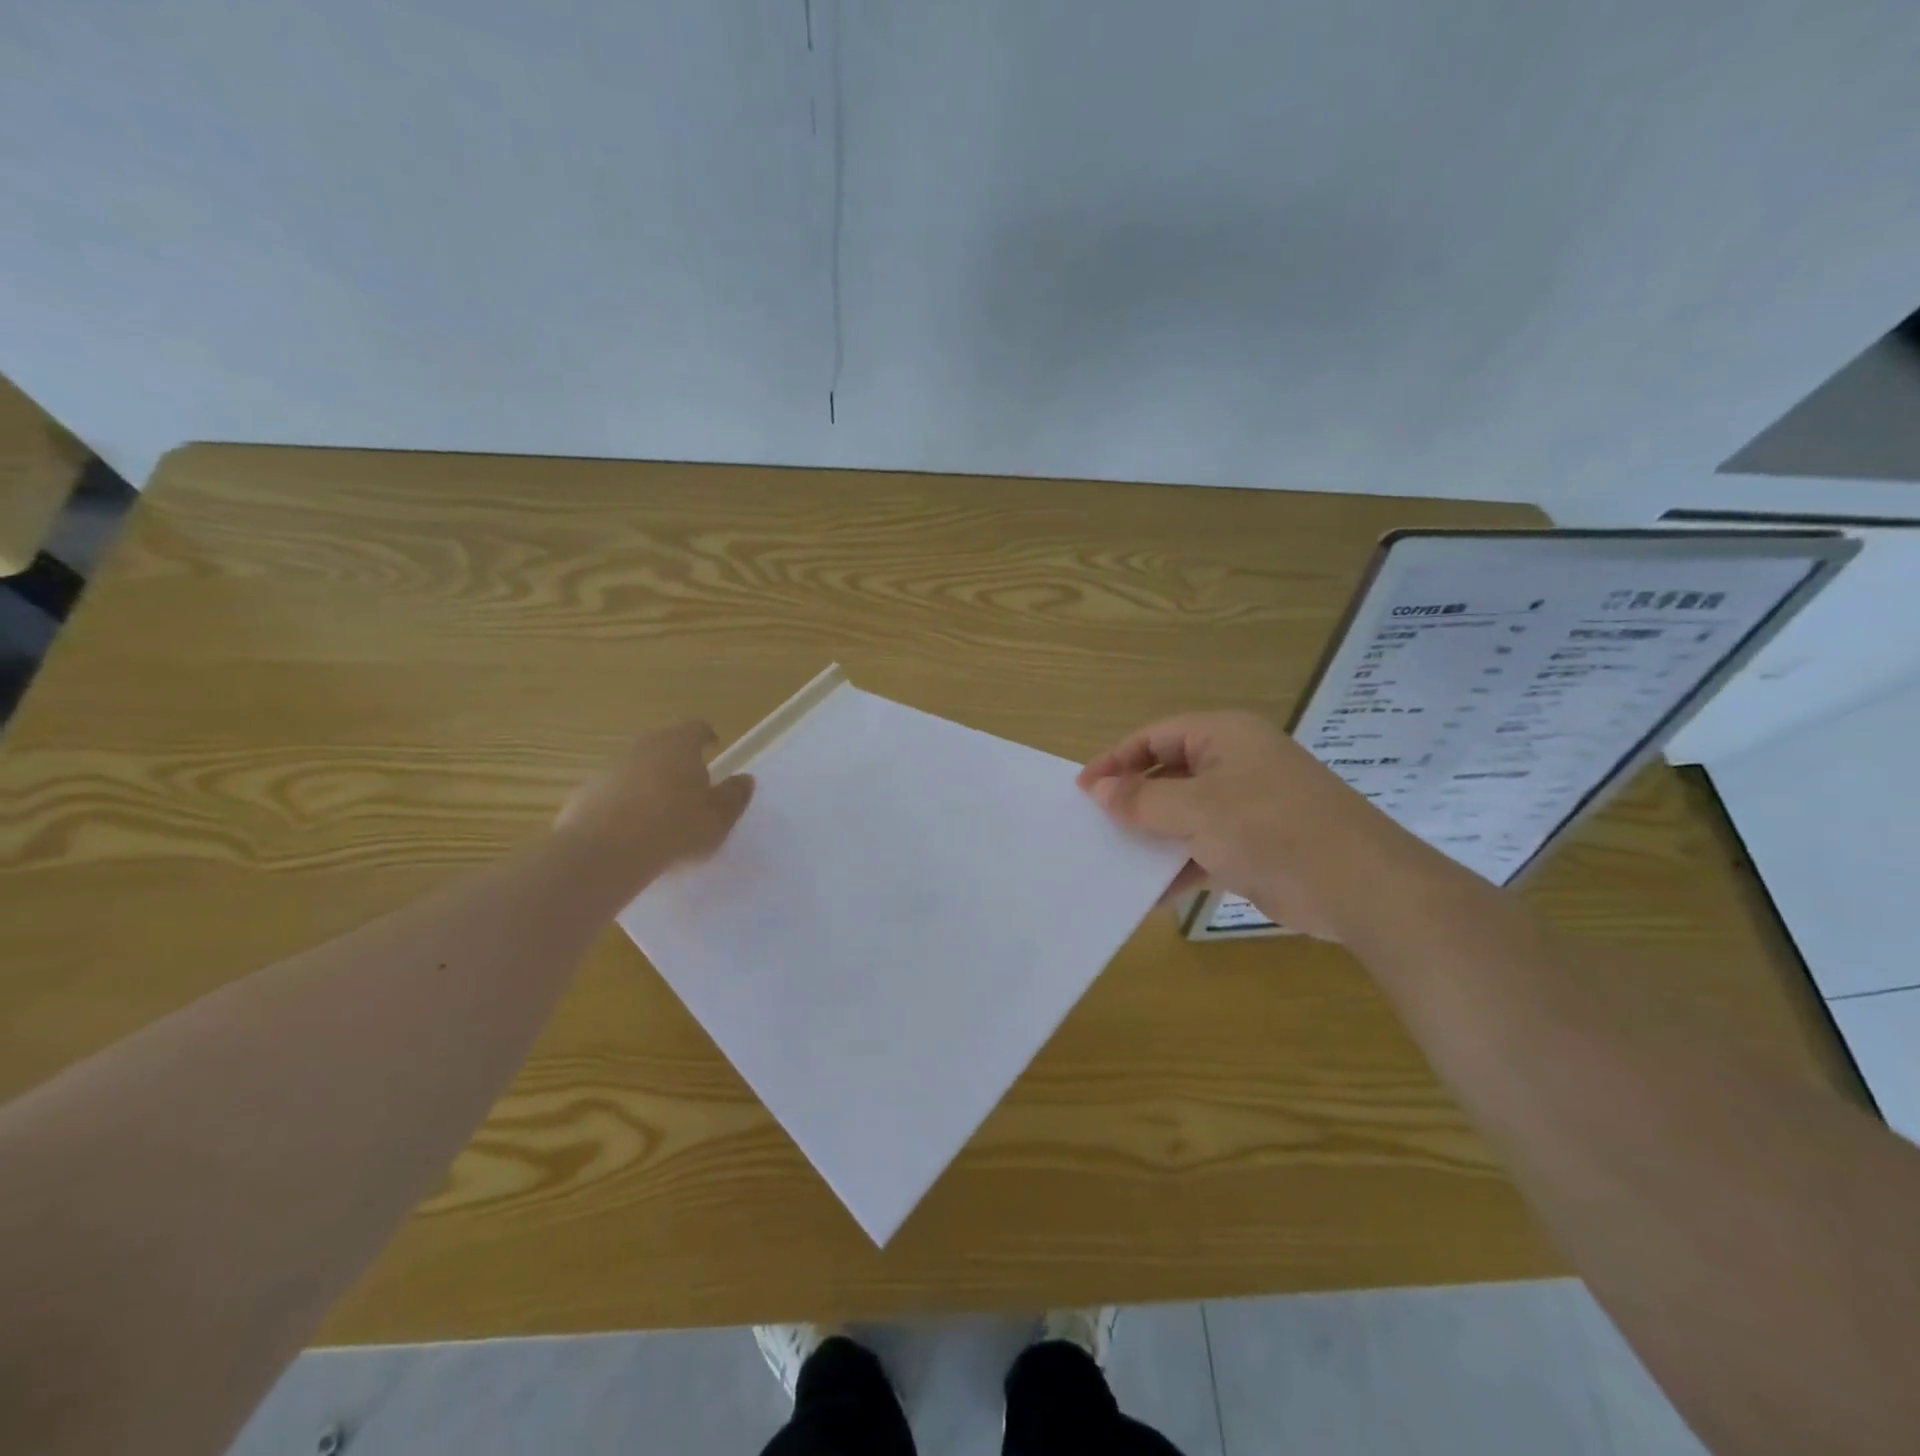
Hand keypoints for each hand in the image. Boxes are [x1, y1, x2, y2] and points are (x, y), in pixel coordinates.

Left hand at [553, 721, 753, 890]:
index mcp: (680, 745)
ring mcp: (610, 769)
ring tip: (659, 811)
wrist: (605, 853)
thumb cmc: (675, 828)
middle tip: (689, 783)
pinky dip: (623, 802)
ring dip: (648, 780)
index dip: (706, 737)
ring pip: (636, 767)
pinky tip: (630, 830)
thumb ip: (734, 796)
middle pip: (663, 744)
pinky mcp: (585, 794)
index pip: (696, 728)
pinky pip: (613, 792)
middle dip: (676, 759)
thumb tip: (744, 779)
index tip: (713, 747)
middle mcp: (643, 747)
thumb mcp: (719, 818)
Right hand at [1077, 711, 1408, 940]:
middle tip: (1094, 825)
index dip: (1116, 760)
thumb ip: (1143, 799)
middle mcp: (1236, 764)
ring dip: (1153, 837)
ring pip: (1185, 814)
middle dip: (1133, 801)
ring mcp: (1249, 806)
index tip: (1082, 790)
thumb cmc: (1272, 830)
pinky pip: (1205, 847)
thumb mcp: (1198, 811)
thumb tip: (1099, 790)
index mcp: (1224, 737)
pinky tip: (1151, 892)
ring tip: (1113, 860)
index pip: (1155, 737)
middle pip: (1169, 774)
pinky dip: (1179, 865)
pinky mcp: (1257, 845)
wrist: (1363, 889)